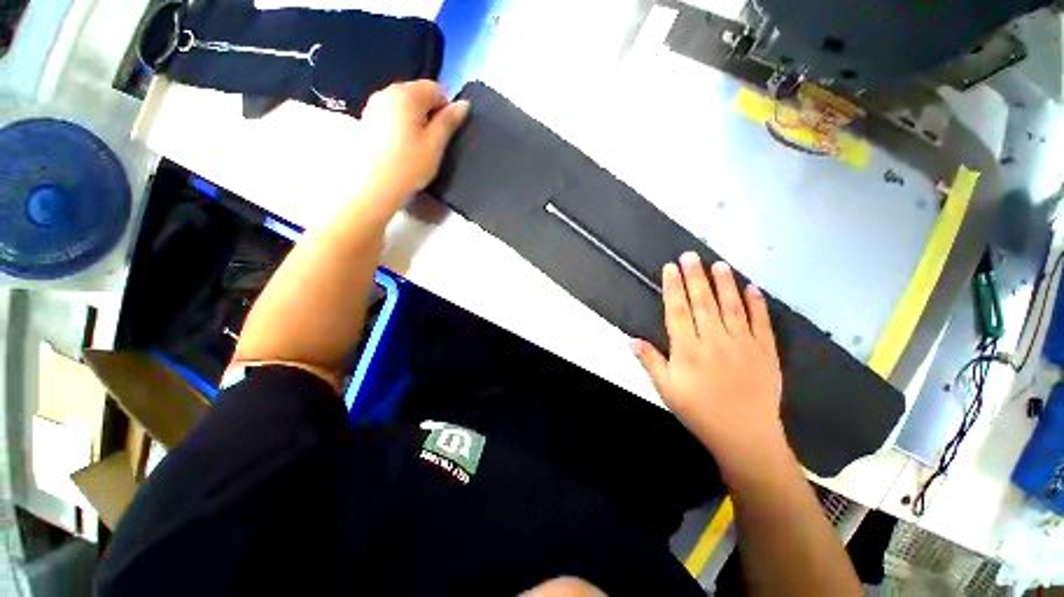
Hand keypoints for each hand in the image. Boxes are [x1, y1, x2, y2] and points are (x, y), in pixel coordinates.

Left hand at [358, 80, 469, 196]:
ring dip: (415, 118)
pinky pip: (391, 113)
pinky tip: (401, 146)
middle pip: (416, 93)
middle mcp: (387, 92)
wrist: (372, 186)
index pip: (434, 88)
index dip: (445, 108)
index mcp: (406, 95)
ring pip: (403, 104)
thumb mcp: (435, 145)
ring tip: (417, 145)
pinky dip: (400, 124)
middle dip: (429, 112)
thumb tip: (463, 104)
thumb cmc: (408, 165)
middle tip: (433, 141)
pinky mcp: (367, 119)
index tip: (446, 132)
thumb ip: (449, 122)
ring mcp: (374, 105)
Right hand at [632, 253, 786, 478]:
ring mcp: (743, 344)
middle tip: (690, 255)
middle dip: (695, 277)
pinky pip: (761, 322)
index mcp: (688, 350)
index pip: (678, 311)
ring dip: (724, 283)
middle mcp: (714, 340)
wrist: (744, 435)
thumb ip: (650, 361)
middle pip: (703, 302)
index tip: (670, 269)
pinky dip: (757, 304)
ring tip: (718, 264)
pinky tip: (752, 288)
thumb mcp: (666, 389)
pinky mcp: (765, 351)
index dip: (673, 288)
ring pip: (732, 306)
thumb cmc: (699, 411)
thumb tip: (630, 339)